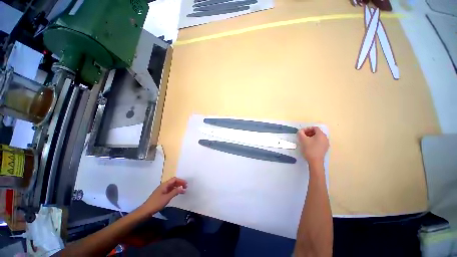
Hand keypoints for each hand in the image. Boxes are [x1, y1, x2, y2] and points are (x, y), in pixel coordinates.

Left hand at [139, 177, 186, 214]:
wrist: (145, 211)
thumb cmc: (156, 203)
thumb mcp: (167, 198)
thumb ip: (175, 192)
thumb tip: (182, 187)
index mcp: (164, 185)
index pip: (174, 179)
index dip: (181, 180)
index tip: (186, 184)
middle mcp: (163, 186)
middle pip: (173, 182)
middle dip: (180, 183)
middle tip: (186, 187)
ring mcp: (162, 190)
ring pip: (171, 186)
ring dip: (177, 187)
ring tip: (183, 190)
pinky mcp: (161, 194)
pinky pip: (169, 190)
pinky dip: (174, 190)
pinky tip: (176, 194)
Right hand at [297, 127, 328, 164]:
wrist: (315, 161)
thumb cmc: (309, 149)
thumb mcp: (303, 140)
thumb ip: (300, 133)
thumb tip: (300, 131)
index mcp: (321, 135)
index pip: (315, 128)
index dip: (307, 128)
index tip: (302, 132)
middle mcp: (325, 138)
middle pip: (317, 132)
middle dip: (309, 132)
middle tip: (302, 135)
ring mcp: (326, 144)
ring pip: (318, 137)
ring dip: (311, 137)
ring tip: (304, 140)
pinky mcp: (324, 148)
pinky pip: (319, 142)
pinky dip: (314, 141)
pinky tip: (308, 145)